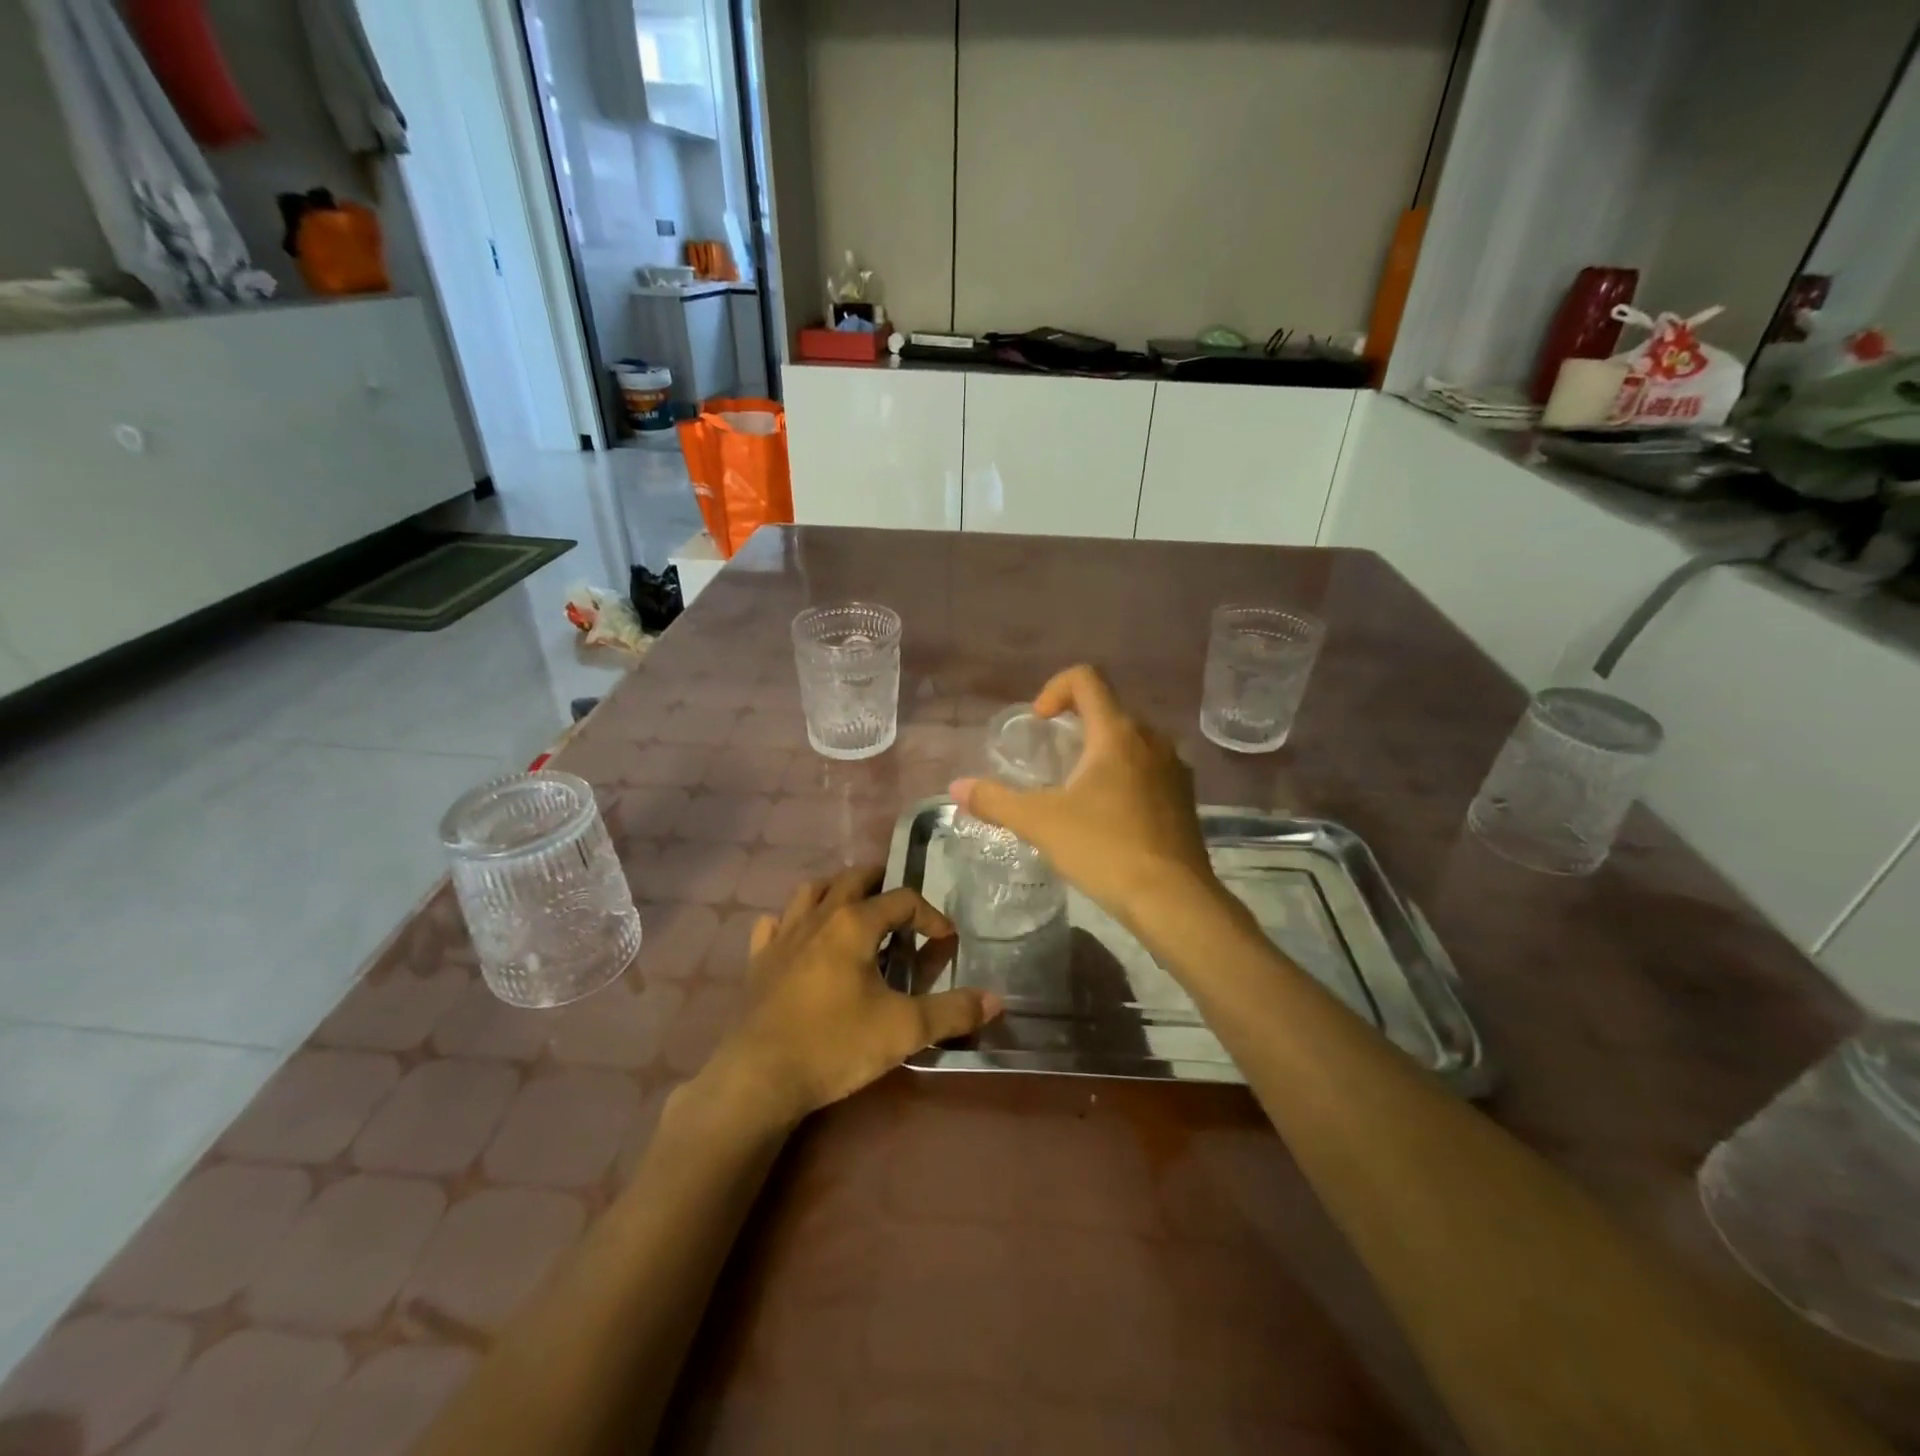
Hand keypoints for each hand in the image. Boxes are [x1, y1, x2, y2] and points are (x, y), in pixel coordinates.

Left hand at [699, 866, 1001, 1130]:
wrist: (758, 1076)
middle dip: (881, 882)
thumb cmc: (835, 1044)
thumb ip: (953, 1012)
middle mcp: (818, 917)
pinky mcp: (758, 960)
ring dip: (835, 890)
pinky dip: (790, 921)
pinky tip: (797, 936)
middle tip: (899, 901)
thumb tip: (997, 999)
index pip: (902, 900)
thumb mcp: (904, 1030)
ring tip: (852, 905)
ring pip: (810, 892)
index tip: (946, 939)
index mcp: (854, 923)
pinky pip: (773, 925)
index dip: (930, 915)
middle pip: (852, 879)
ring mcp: (783, 936)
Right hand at [951, 665, 1218, 930]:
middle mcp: (1152, 739)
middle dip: (1075, 725)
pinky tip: (1108, 816)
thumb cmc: (1104, 849)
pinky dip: (1123, 777)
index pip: (1087, 678)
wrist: (1172, 899)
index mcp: (1117, 733)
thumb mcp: (1040, 823)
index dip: (1055, 688)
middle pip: (1108, 710)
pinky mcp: (1185, 797)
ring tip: (1076, 791)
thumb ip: (995, 800)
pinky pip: (1148, 769)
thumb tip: (956, 787)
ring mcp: (1174, 768)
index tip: (1039, 722)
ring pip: (1131, 741)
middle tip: (1050, 761)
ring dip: (1100, 753)